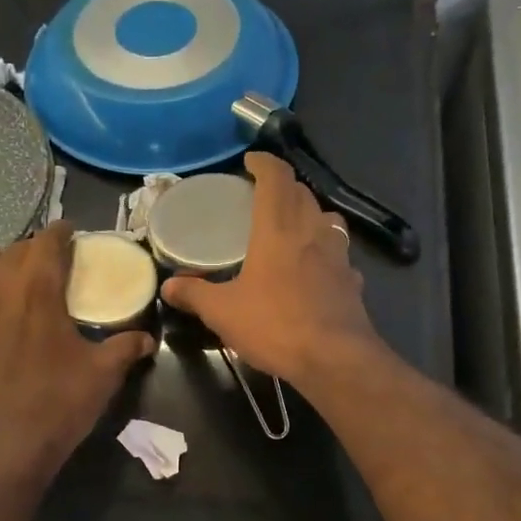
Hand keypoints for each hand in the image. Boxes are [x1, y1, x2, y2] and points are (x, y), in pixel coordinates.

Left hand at [0, 222, 153, 485]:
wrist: (8, 449)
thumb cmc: (60, 406)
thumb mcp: (104, 375)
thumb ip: (126, 347)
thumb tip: (147, 336)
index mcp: (39, 292)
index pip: (47, 242)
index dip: (61, 233)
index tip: (71, 235)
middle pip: (13, 249)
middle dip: (33, 249)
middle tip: (49, 265)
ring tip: (7, 278)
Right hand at [160, 153, 383, 387]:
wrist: (335, 359)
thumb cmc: (275, 326)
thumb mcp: (223, 312)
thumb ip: (195, 294)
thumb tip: (168, 286)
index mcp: (278, 230)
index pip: (276, 178)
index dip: (264, 163)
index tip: (251, 160)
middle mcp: (312, 232)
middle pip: (303, 193)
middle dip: (284, 186)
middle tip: (263, 195)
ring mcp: (338, 256)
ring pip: (327, 219)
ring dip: (310, 213)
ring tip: (292, 226)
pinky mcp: (353, 281)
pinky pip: (339, 254)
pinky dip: (326, 251)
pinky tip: (316, 269)